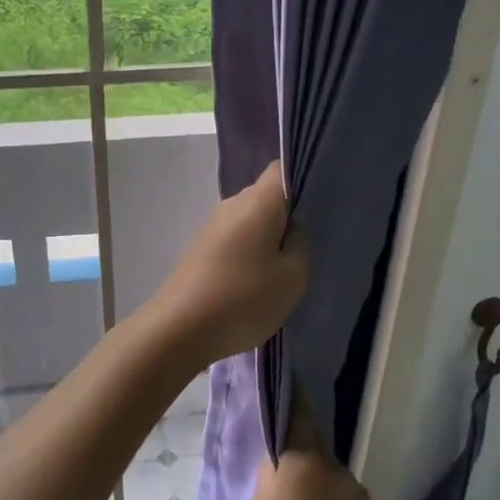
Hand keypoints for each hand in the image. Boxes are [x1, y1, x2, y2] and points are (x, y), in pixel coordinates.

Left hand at [147, 161, 307, 368]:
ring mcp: (211, 227)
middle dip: (288, 217)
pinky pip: (234, 241)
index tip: (319, 206)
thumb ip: (301, 244)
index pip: (282, 169)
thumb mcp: (293, 276)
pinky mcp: (200, 249)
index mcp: (258, 201)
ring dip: (267, 240)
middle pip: (267, 198)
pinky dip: (248, 255)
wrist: (179, 329)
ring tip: (283, 272)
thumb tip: (292, 229)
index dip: (303, 181)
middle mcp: (231, 204)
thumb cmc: (243, 299)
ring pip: (250, 222)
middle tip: (308, 248)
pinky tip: (255, 283)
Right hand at [251, 396, 379, 499]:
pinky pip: (348, 497)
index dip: (293, 395)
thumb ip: (273, 470)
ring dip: (321, 484)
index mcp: (304, 460)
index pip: (300, 413)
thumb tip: (283, 453)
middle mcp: (336, 466)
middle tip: (286, 482)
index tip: (287, 380)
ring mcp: (358, 490)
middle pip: (316, 448)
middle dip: (303, 457)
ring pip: (332, 476)